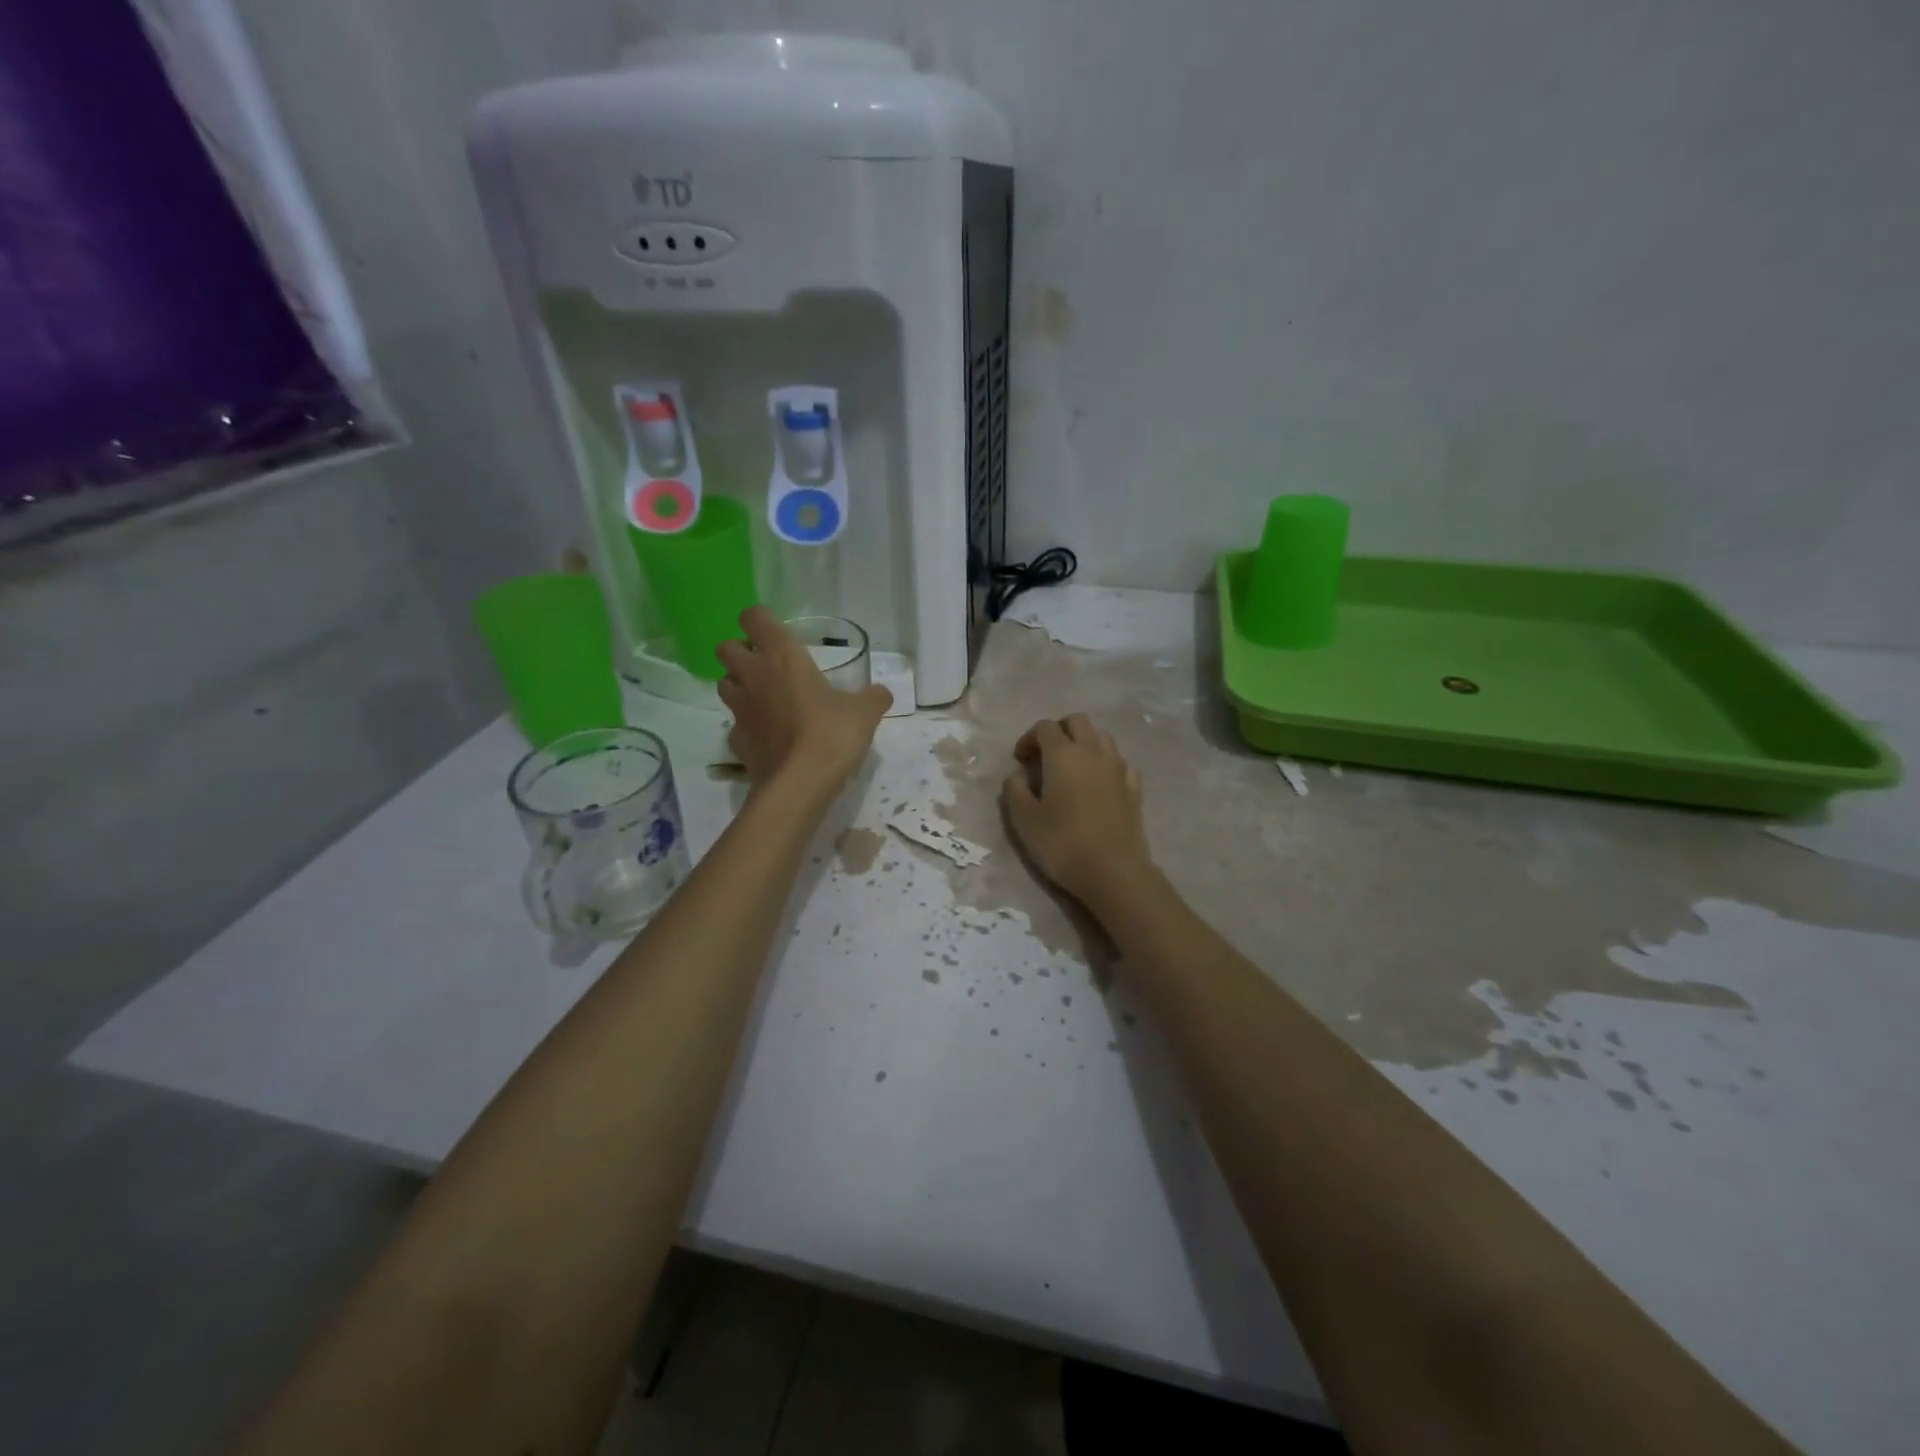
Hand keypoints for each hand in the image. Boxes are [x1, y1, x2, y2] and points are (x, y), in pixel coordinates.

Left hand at [716, 607, 891, 796]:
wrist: (799, 784)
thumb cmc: (831, 735)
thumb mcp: (864, 713)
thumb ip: (873, 698)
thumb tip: (882, 693)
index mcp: (782, 656)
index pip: (754, 617)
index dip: (761, 620)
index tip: (778, 632)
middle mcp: (753, 676)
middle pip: (726, 648)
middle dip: (741, 651)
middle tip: (767, 665)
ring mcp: (739, 709)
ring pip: (724, 683)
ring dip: (739, 685)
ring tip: (764, 697)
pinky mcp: (736, 740)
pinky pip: (736, 723)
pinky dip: (747, 724)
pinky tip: (767, 735)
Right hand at [1002, 714, 1154, 904]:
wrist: (1113, 871)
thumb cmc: (1061, 843)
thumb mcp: (1023, 819)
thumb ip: (1014, 789)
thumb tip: (1018, 774)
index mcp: (1063, 754)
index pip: (1045, 727)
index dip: (1029, 738)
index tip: (1020, 761)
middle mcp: (1093, 751)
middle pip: (1077, 721)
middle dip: (1059, 731)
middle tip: (1045, 755)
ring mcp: (1119, 767)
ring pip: (1102, 737)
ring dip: (1084, 743)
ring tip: (1072, 767)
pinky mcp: (1135, 788)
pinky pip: (1120, 762)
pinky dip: (1106, 764)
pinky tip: (1099, 783)